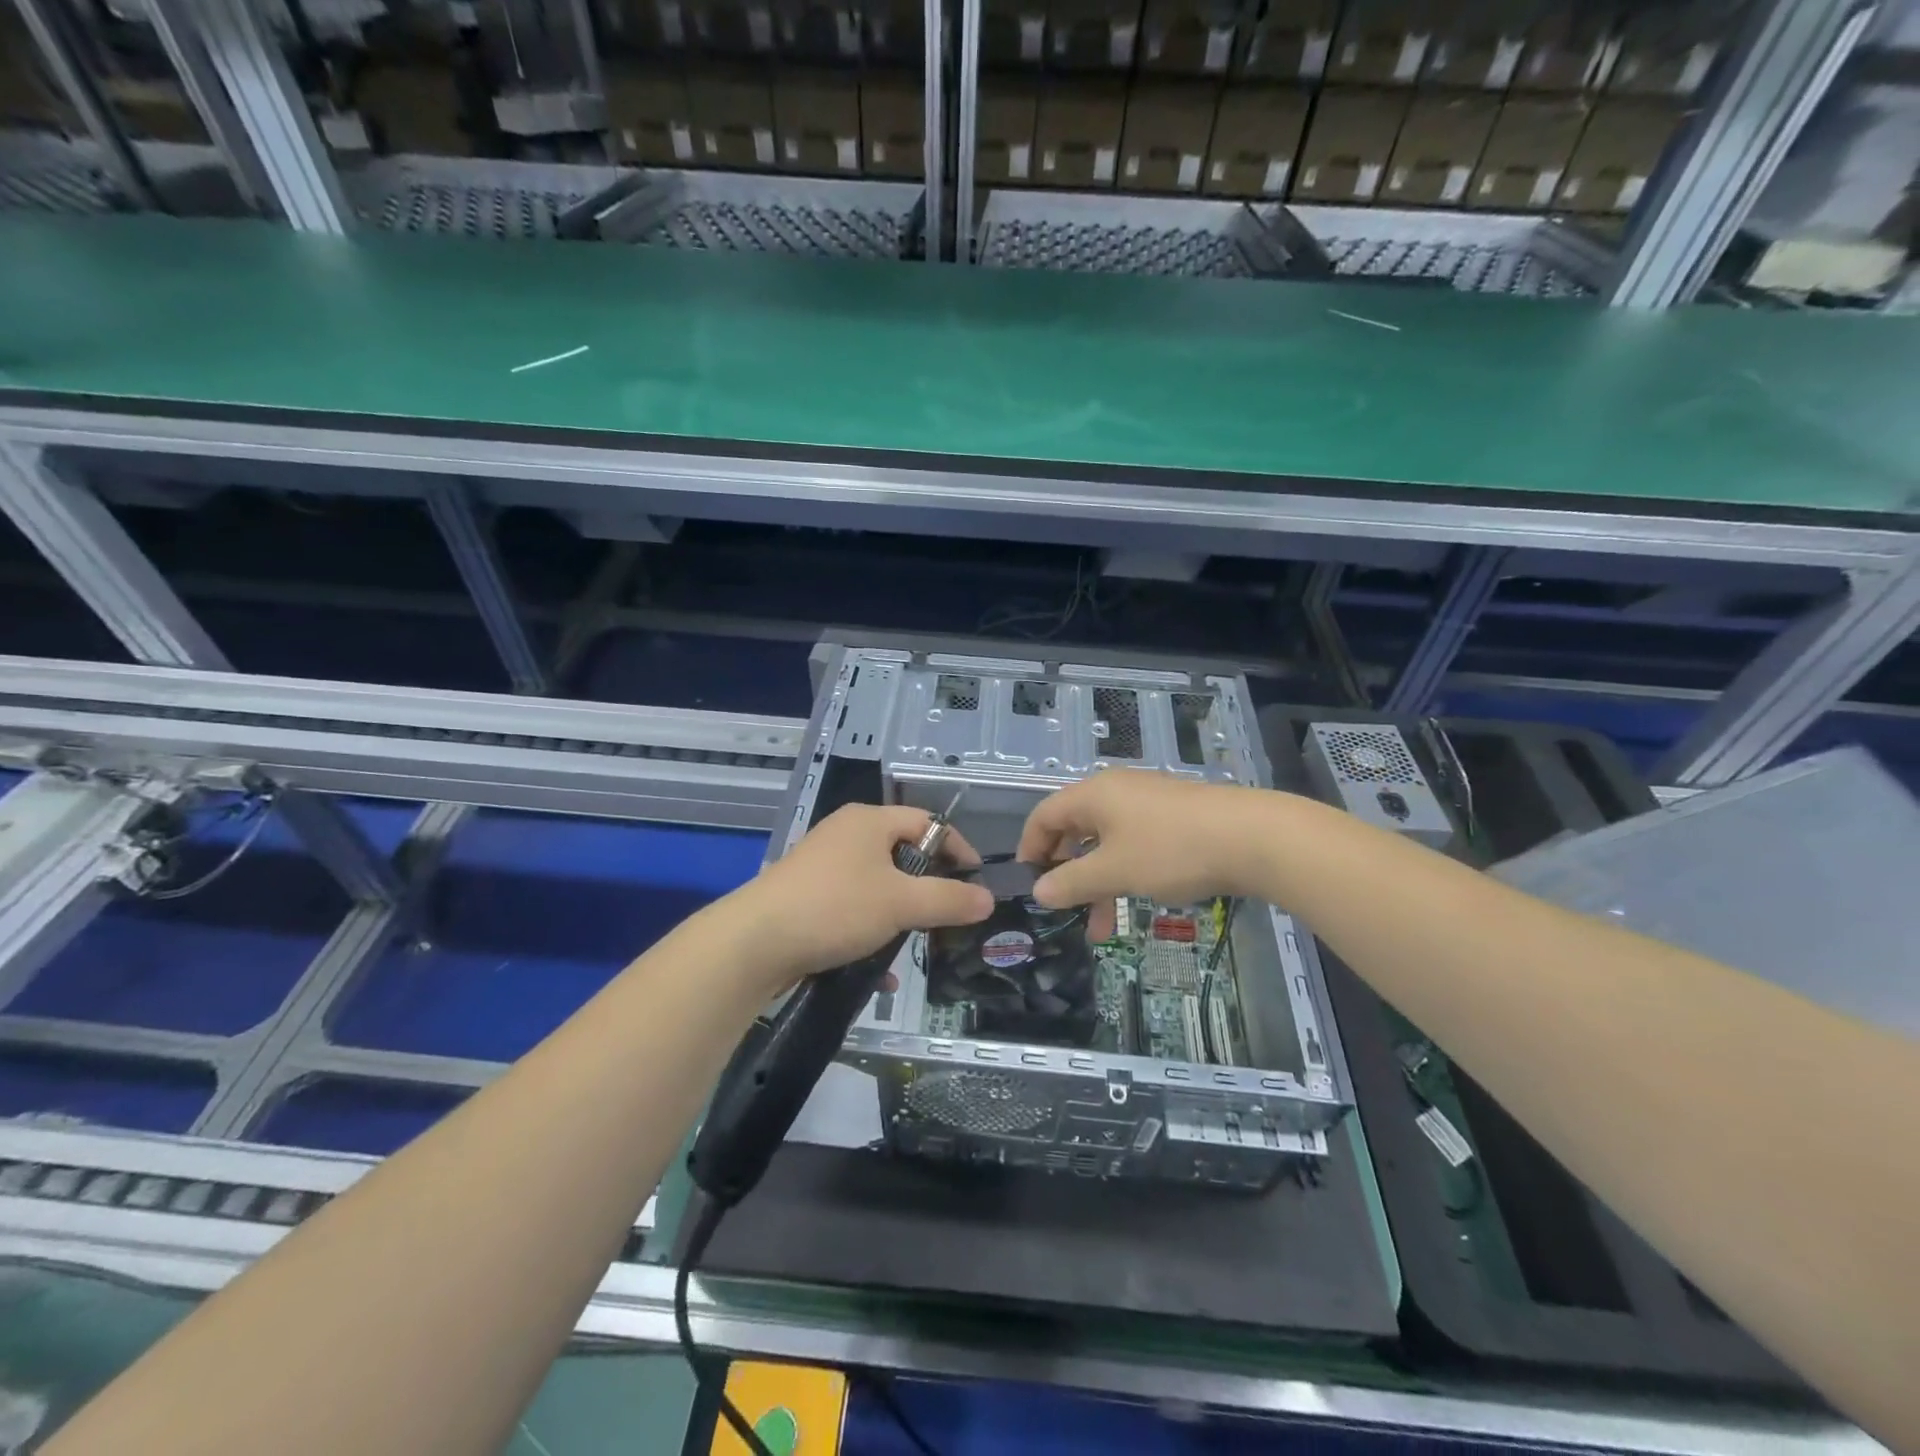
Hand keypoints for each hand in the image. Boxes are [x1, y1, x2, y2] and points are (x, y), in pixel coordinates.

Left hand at [738, 804, 992, 989]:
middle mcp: (845, 835)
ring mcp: (822, 867)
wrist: (754, 943)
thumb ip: (948, 899)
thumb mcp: (901, 904)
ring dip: (900, 917)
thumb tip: (987, 898)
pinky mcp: (807, 898)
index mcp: (869, 821)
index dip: (958, 849)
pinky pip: (852, 910)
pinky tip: (881, 974)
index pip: (928, 822)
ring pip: (877, 887)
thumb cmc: (835, 908)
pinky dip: (871, 934)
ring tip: (917, 946)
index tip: (977, 882)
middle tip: (950, 917)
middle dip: (928, 889)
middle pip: (903, 855)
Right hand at [1017, 770, 1270, 933]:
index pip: (1044, 815)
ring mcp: (1148, 803)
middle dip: (1067, 874)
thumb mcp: (1114, 872)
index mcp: (1093, 795)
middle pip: (1075, 830)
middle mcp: (1116, 792)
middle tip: (1065, 911)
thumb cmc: (1171, 851)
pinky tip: (1137, 902)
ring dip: (1099, 884)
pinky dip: (1126, 873)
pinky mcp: (1174, 817)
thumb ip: (1071, 882)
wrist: (1252, 838)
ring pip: (1107, 844)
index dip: (1030, 849)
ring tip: (1103, 930)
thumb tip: (1039, 891)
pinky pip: (1134, 844)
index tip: (1029, 885)